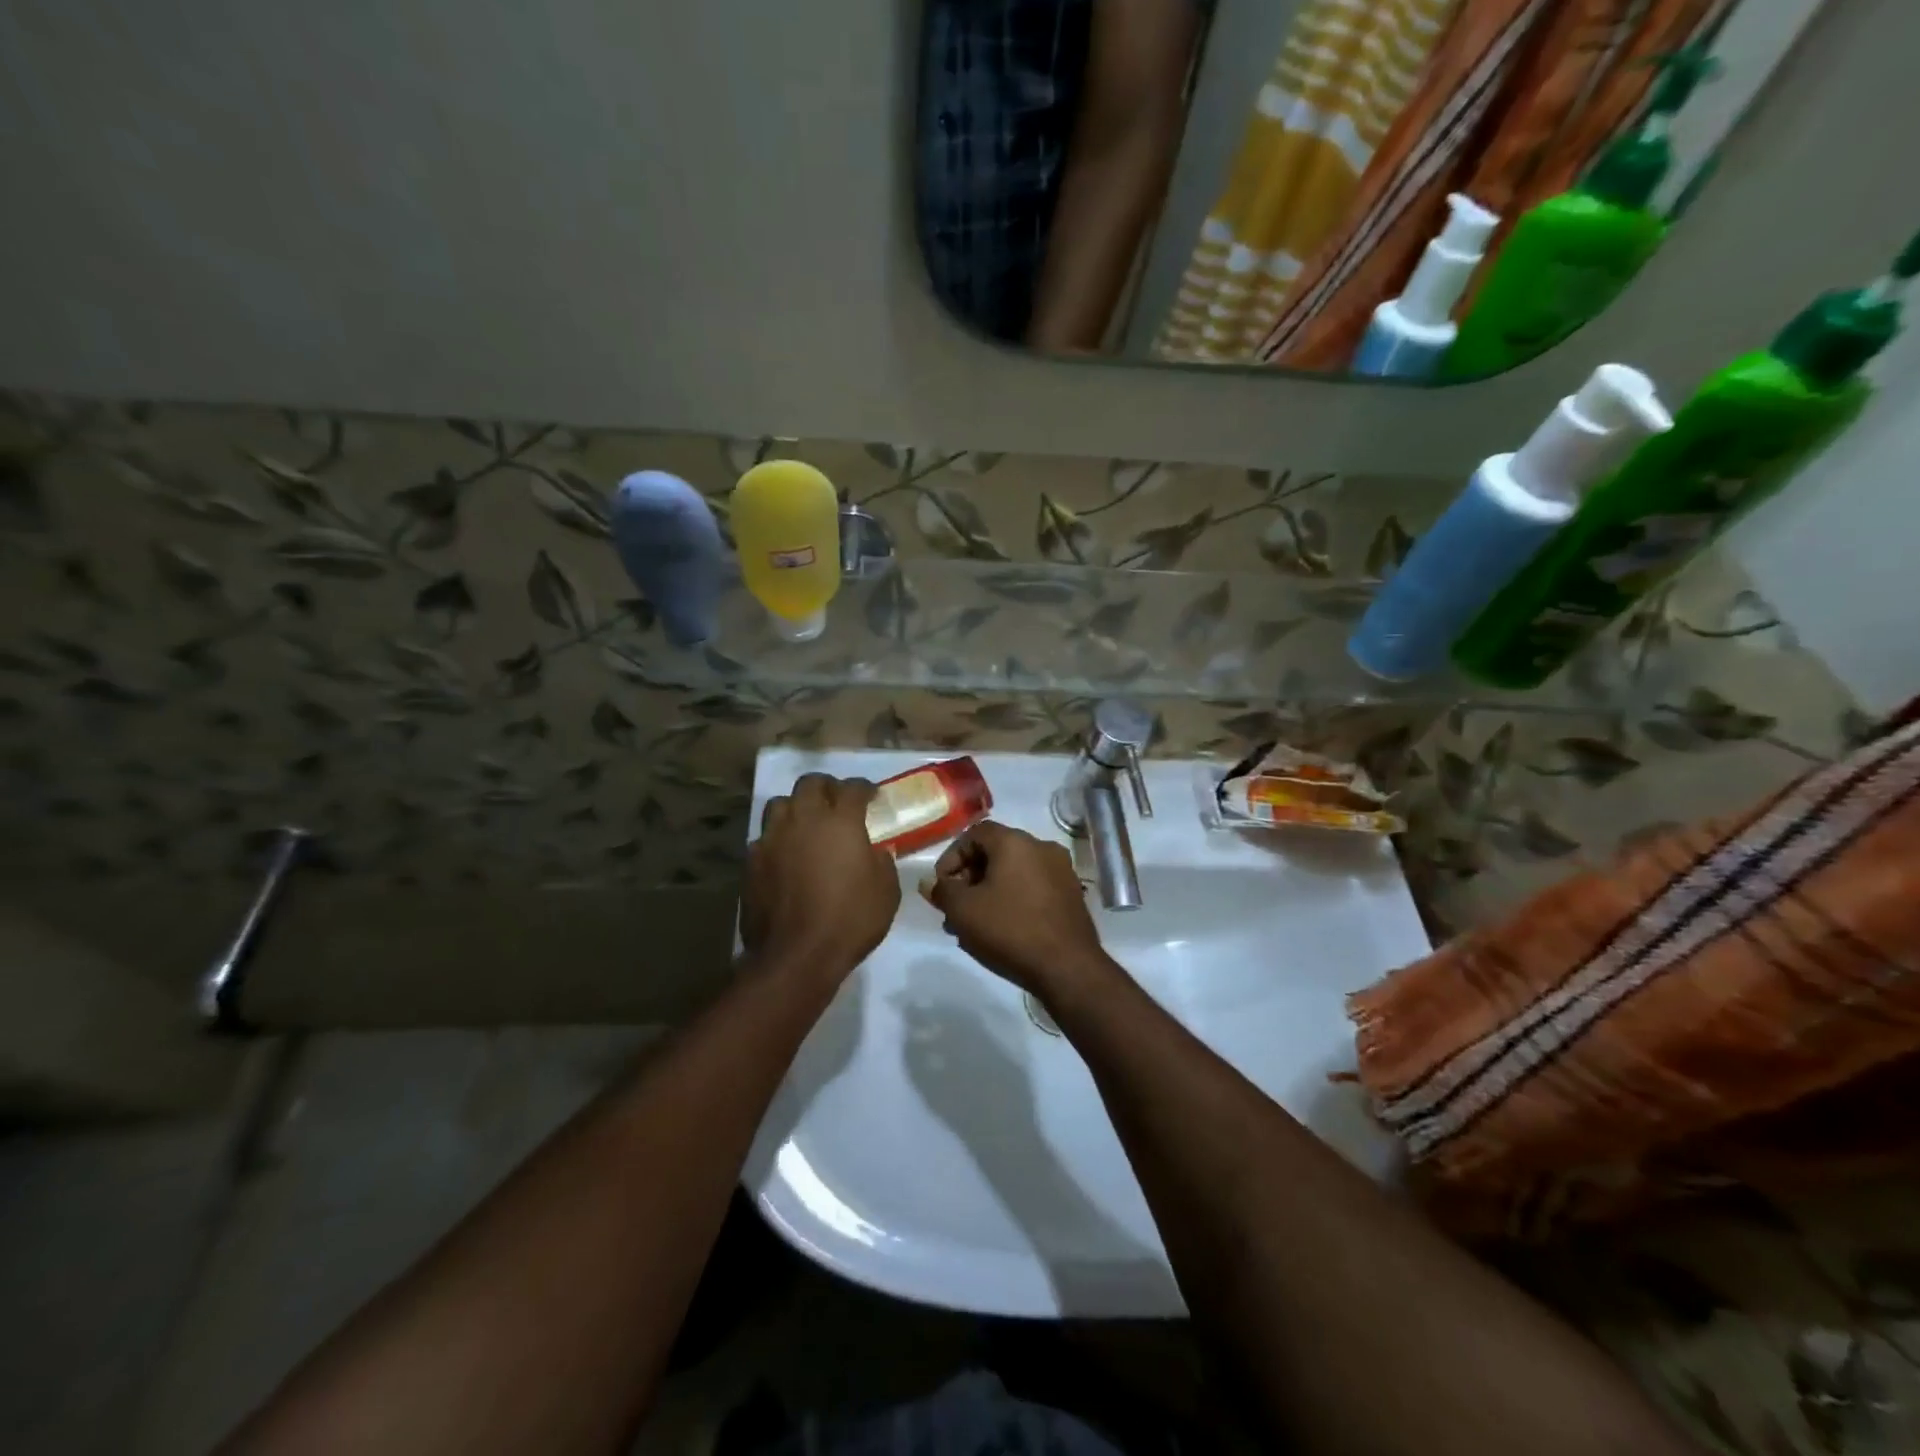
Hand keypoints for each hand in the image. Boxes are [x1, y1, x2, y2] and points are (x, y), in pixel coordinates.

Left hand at [742, 774, 900, 982]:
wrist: (796, 956)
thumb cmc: (850, 920)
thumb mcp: (886, 892)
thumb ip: (882, 863)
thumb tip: (875, 851)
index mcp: (840, 822)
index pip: (852, 789)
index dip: (864, 788)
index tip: (871, 795)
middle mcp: (803, 820)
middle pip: (810, 784)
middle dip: (826, 787)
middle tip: (836, 800)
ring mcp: (772, 839)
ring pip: (780, 804)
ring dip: (796, 807)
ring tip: (805, 822)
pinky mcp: (751, 862)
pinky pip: (764, 837)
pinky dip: (777, 839)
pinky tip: (785, 855)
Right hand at [927, 820, 1117, 1000]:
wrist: (1068, 968)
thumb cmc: (1010, 930)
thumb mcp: (963, 911)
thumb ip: (942, 891)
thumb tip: (930, 883)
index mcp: (1015, 842)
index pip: (974, 833)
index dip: (952, 857)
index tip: (942, 886)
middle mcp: (1042, 847)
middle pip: (995, 853)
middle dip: (969, 879)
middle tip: (955, 908)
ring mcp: (1061, 871)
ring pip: (1014, 873)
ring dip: (989, 892)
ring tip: (974, 925)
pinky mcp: (1072, 895)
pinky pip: (1033, 888)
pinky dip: (1013, 900)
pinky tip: (1002, 930)